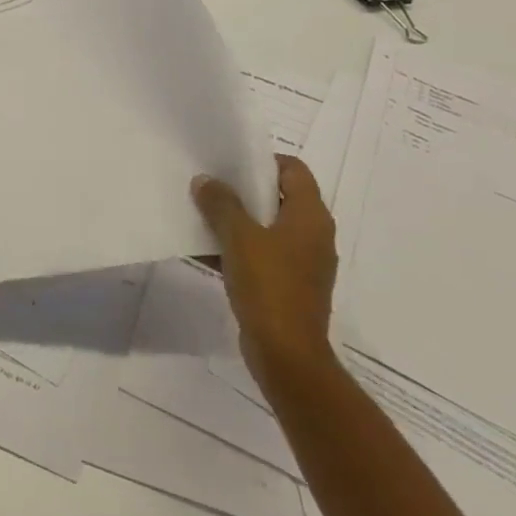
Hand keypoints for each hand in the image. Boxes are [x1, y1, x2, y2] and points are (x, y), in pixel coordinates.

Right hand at [192, 154, 336, 388]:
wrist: (287, 355)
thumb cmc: (269, 286)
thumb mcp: (238, 237)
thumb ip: (221, 203)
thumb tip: (205, 180)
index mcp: (310, 217)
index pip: (294, 170)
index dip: (263, 160)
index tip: (230, 161)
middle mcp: (313, 235)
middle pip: (279, 197)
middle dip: (244, 190)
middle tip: (210, 183)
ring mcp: (303, 263)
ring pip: (268, 227)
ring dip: (238, 220)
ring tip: (202, 213)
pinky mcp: (289, 286)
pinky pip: (263, 254)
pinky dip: (239, 248)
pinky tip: (207, 250)